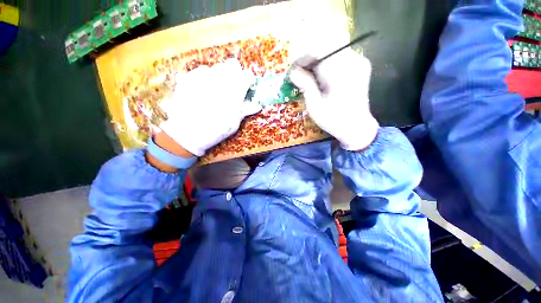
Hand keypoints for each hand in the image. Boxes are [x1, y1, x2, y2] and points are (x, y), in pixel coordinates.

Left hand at [159, 59, 261, 155]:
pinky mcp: (188, 77)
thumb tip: (257, 105)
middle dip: (236, 74)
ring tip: (217, 91)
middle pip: (233, 65)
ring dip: (221, 76)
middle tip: (234, 88)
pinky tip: (203, 91)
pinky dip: (206, 78)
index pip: (247, 76)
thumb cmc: (216, 130)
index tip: (248, 88)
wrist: (187, 133)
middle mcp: (220, 78)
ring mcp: (203, 76)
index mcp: (234, 90)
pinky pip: (202, 72)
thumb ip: (246, 109)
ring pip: (217, 67)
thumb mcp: (235, 122)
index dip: (249, 81)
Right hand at [289, 49, 378, 150]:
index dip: (302, 58)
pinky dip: (327, 64)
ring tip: (309, 77)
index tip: (293, 71)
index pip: (318, 51)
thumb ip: (305, 85)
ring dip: (317, 62)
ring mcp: (359, 61)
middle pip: (325, 47)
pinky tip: (322, 78)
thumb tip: (293, 71)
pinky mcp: (360, 65)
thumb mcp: (315, 105)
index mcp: (340, 73)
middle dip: (309, 59)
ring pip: (332, 50)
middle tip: (299, 74)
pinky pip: (340, 57)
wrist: (356, 127)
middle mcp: (353, 61)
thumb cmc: (333, 119)